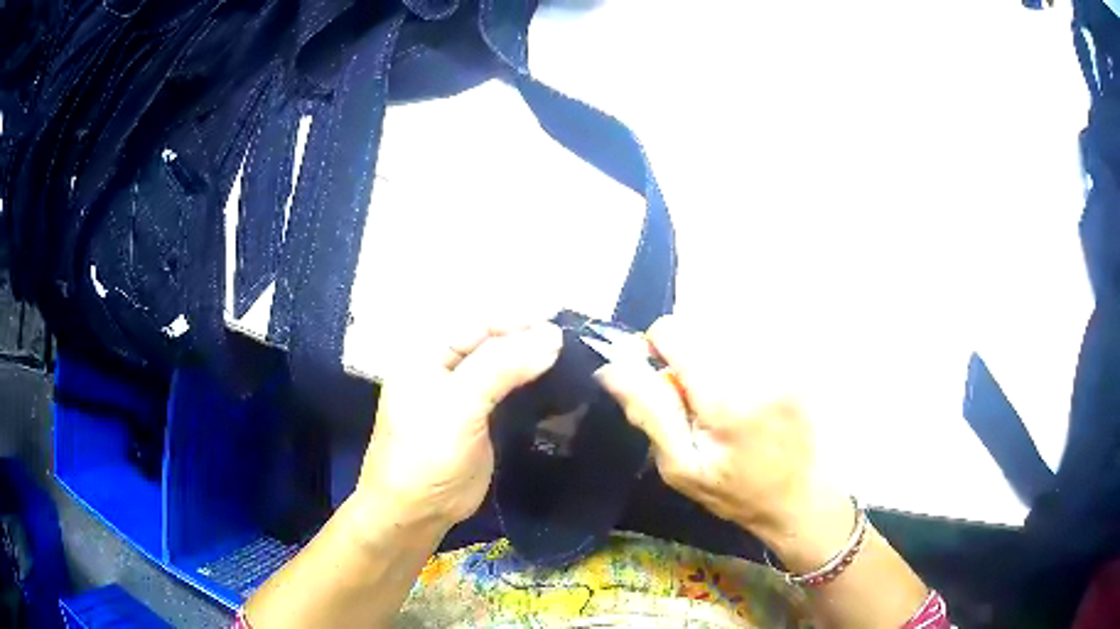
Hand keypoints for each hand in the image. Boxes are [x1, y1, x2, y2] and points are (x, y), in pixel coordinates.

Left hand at [354, 322, 562, 529]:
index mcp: (428, 353)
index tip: (561, 327)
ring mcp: (465, 396)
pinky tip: (560, 389)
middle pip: (493, 343)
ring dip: (535, 365)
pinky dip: (534, 389)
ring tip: (574, 364)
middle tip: (574, 348)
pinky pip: (511, 394)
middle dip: (530, 342)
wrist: (417, 512)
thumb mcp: (458, 406)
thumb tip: (552, 336)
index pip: (478, 323)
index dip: (518, 322)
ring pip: (505, 368)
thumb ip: (501, 367)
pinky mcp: (482, 420)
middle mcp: (446, 367)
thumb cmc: (426, 455)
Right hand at [596, 315, 849, 541]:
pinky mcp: (796, 359)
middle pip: (699, 326)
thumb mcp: (681, 467)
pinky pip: (751, 338)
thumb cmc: (737, 492)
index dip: (656, 350)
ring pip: (724, 329)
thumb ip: (649, 412)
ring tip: (725, 402)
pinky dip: (737, 358)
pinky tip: (748, 396)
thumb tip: (612, 366)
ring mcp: (783, 358)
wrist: (804, 495)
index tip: (663, 384)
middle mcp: (758, 364)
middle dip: (687, 357)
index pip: (674, 330)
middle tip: (698, 404)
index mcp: (725, 395)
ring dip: (713, 357)